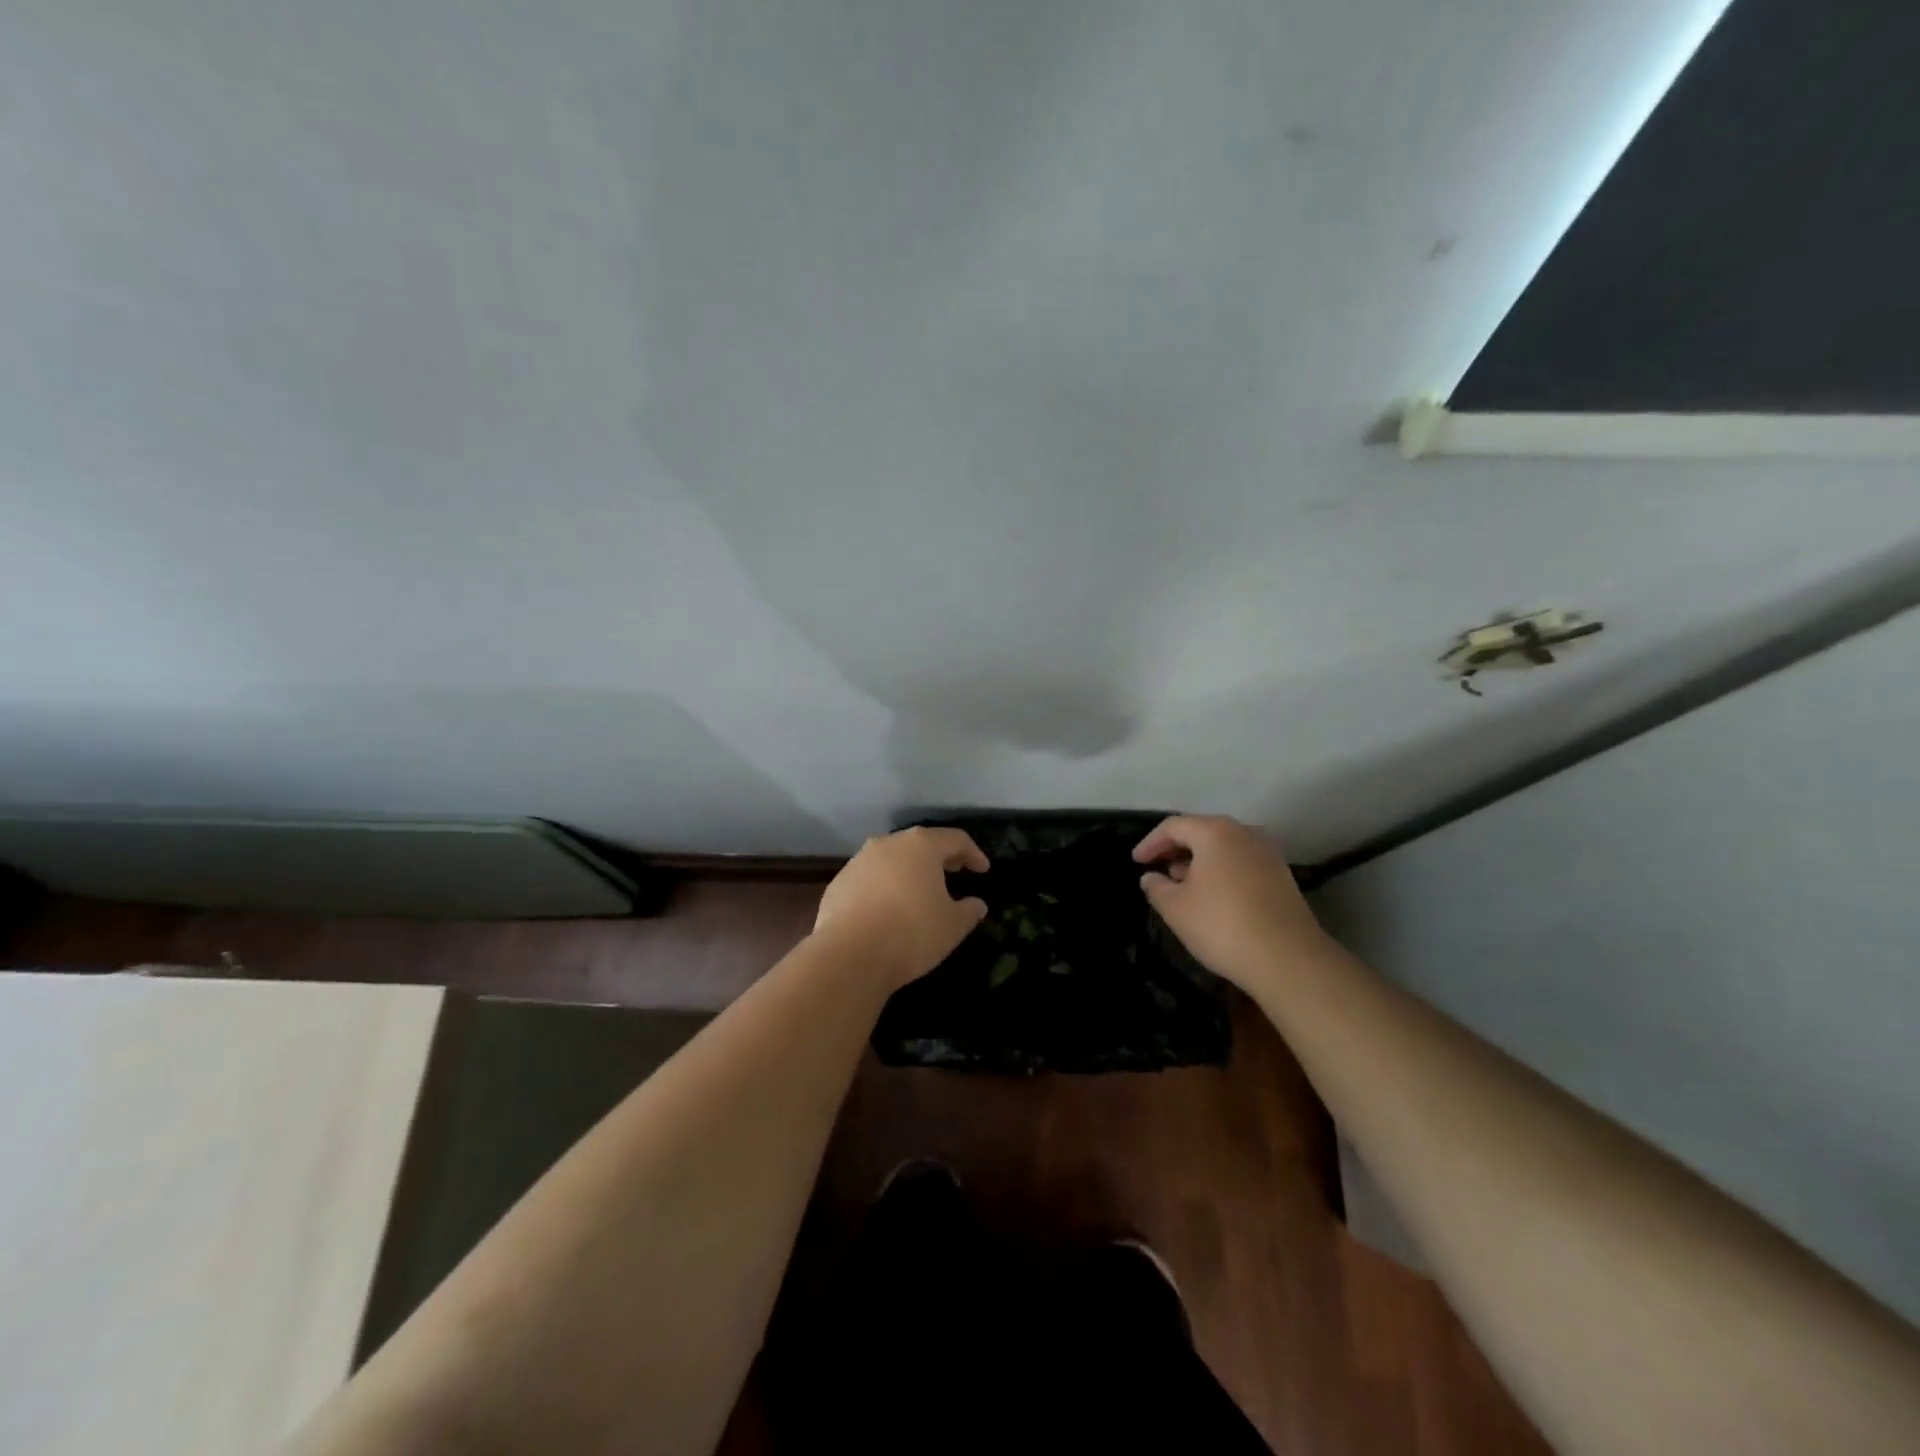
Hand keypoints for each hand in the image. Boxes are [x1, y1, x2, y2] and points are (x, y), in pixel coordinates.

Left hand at [812, 827, 990, 989]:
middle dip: (940, 857)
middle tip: (954, 872)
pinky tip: (888, 908)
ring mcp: (859, 861)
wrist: (850, 955)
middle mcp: (888, 844)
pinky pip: (870, 878)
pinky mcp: (839, 882)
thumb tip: (977, 904)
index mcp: (921, 846)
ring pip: (892, 858)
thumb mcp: (953, 926)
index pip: (955, 839)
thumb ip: (969, 911)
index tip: (982, 870)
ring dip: (909, 870)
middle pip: (920, 843)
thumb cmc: (912, 933)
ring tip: (920, 891)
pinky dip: (884, 886)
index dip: (973, 853)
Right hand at [1133, 814, 1326, 990]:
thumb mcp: (1176, 908)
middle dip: (1176, 849)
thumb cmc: (1222, 925)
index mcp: (1215, 832)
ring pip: (1224, 847)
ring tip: (1182, 885)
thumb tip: (1150, 878)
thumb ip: (1157, 888)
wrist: (1288, 959)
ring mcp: (1268, 853)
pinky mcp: (1282, 876)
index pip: (1173, 826)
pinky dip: (1221, 871)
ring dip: (1199, 861)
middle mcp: (1244, 833)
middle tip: (1157, 870)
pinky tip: (1212, 896)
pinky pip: (1241, 862)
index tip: (1137, 862)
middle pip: (1201, 832)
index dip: (1150, 843)